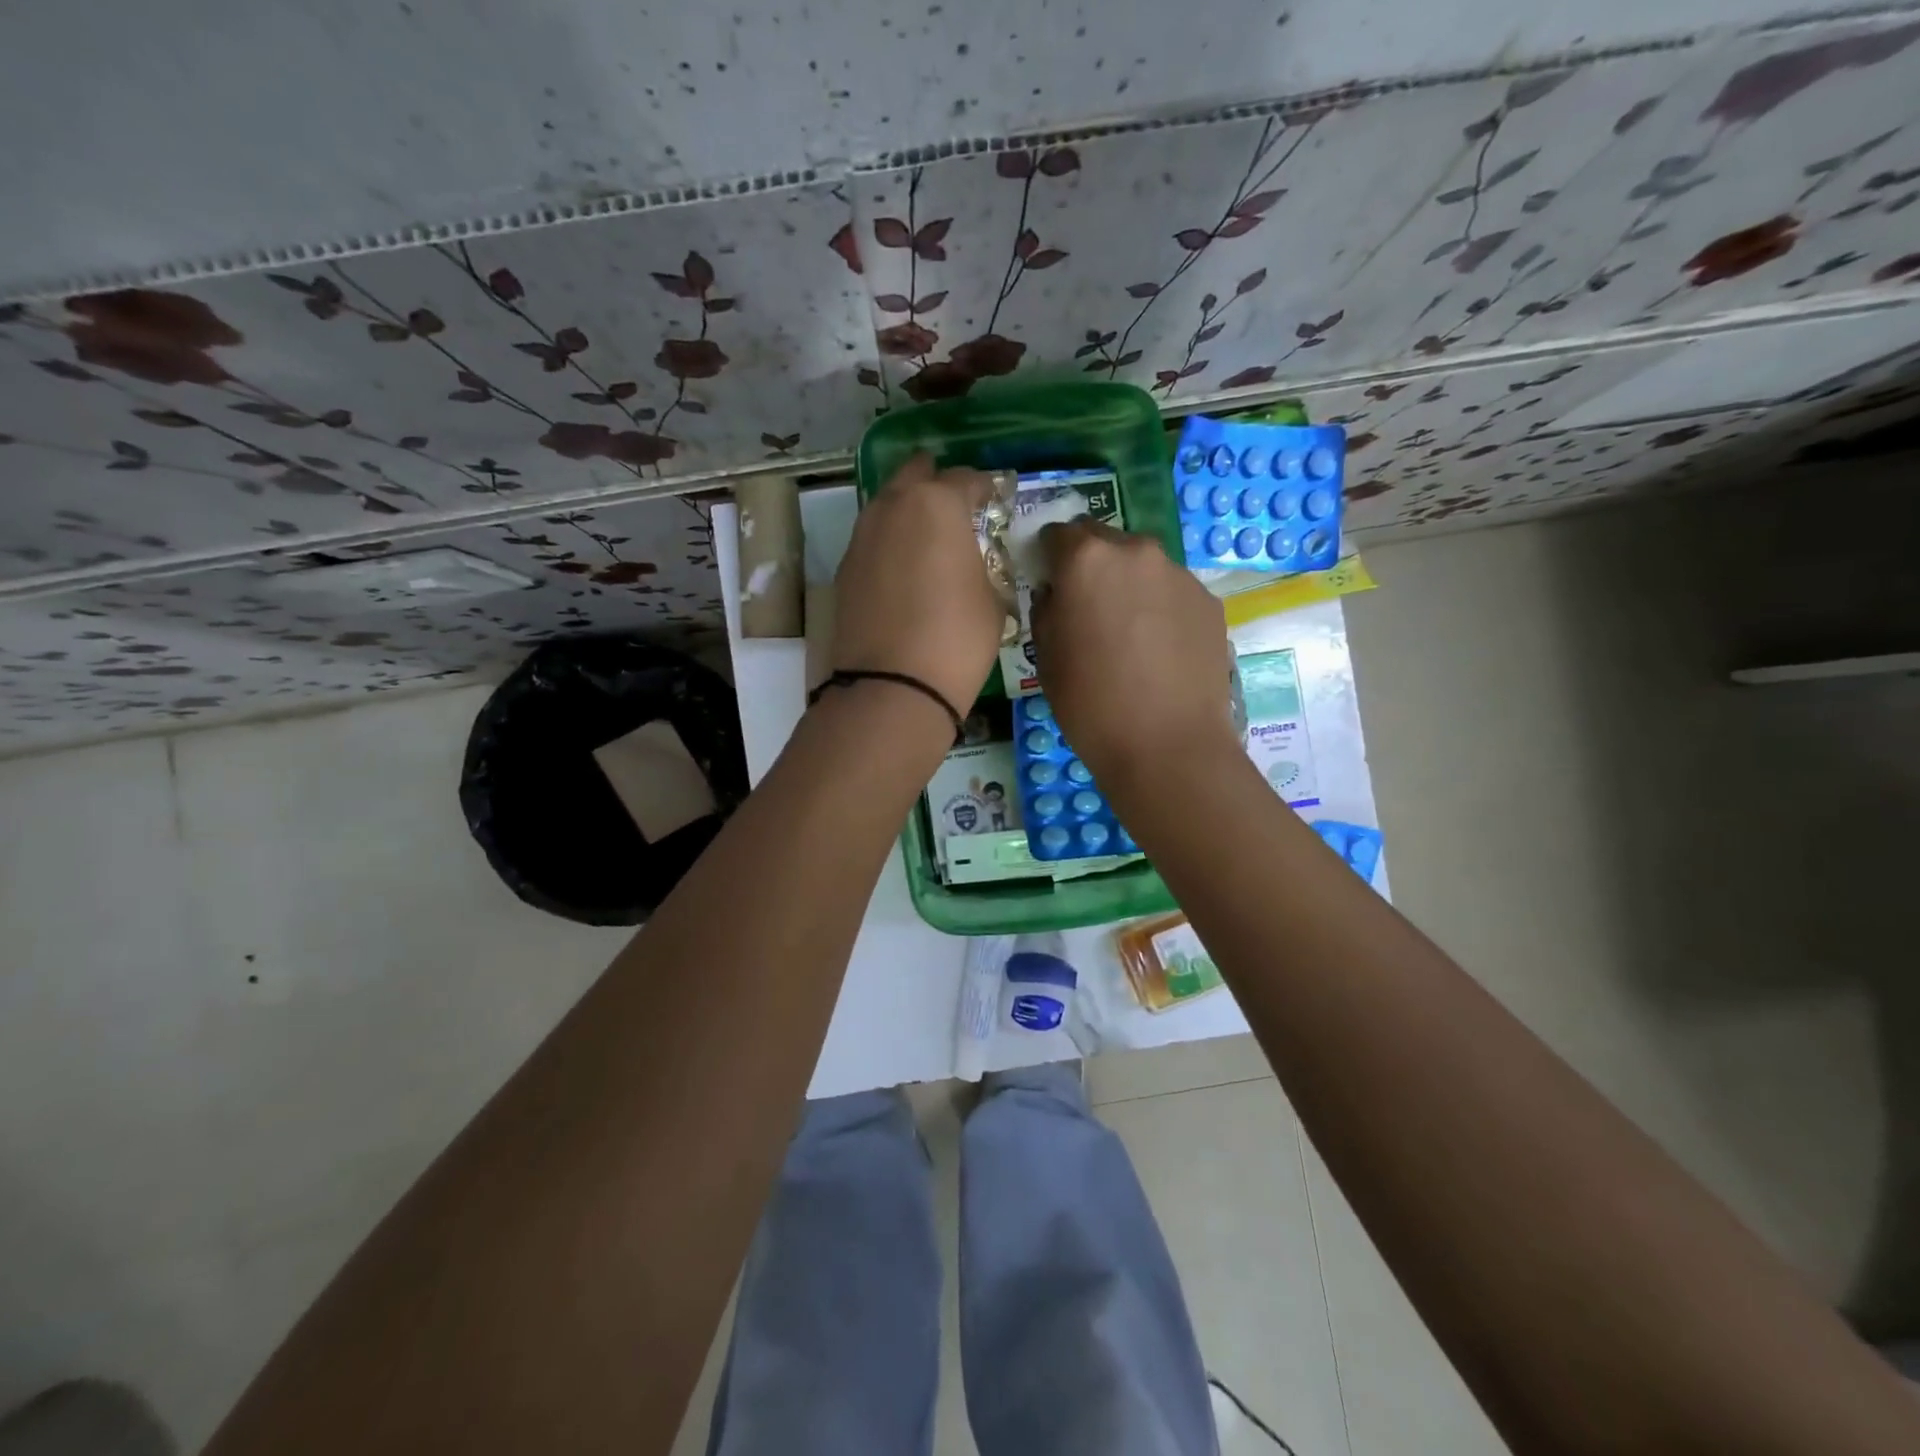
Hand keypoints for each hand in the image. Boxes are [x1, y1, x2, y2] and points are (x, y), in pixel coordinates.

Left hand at [830, 453, 1002, 718]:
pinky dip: (889, 543)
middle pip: (915, 475)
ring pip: (887, 505)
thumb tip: (972, 562)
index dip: (984, 490)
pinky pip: (873, 540)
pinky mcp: (844, 568)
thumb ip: (983, 565)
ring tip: (928, 537)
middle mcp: (893, 507)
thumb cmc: (958, 638)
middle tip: (955, 506)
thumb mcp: (993, 599)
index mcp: (937, 503)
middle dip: (936, 483)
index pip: (966, 478)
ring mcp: (862, 536)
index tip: (993, 503)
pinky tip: (903, 568)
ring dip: (908, 511)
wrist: (893, 685)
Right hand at [1030, 520, 1237, 781]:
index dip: (1050, 557)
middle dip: (1091, 566)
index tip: (1050, 583)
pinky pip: (1172, 592)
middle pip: (1105, 542)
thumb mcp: (1045, 656)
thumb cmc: (1091, 704)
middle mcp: (1136, 552)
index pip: (1059, 533)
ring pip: (1142, 567)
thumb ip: (1047, 609)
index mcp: (1086, 559)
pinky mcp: (1209, 601)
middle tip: (1088, 610)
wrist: (1168, 746)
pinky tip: (1159, 651)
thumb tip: (1057, 593)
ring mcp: (1179, 574)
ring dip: (1129, 586)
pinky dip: (1160, 608)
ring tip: (1128, 635)